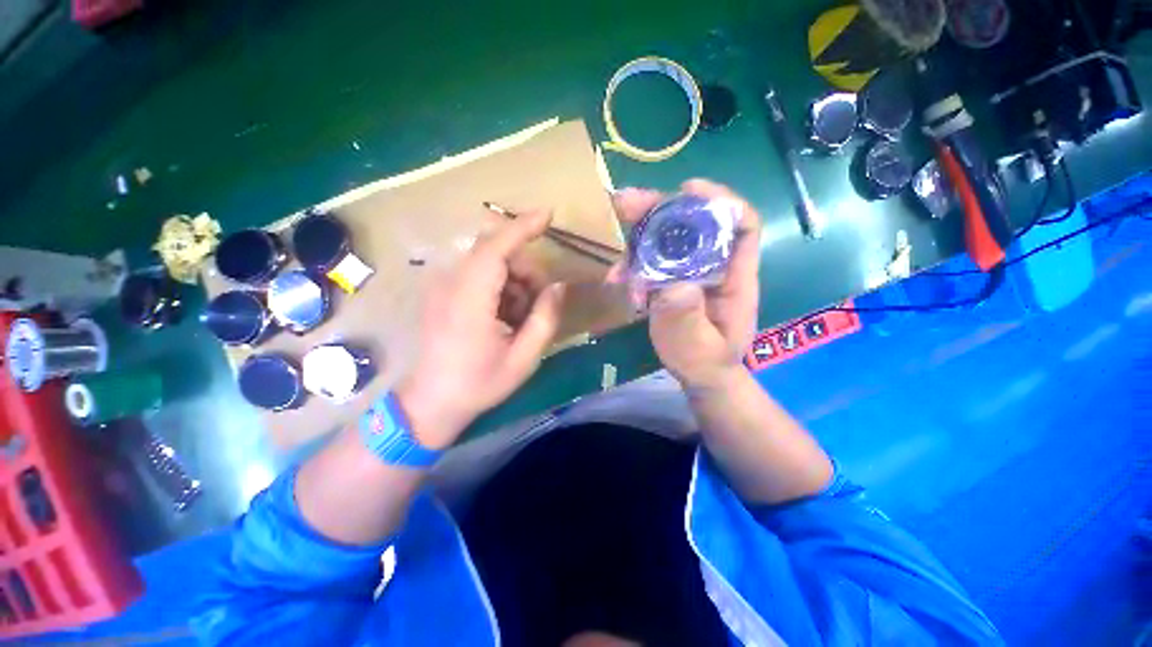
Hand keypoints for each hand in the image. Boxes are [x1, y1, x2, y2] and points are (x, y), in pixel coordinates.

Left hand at [396, 211, 565, 448]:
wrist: (431, 402)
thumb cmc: (478, 384)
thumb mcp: (523, 358)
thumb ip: (545, 319)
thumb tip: (558, 287)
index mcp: (470, 301)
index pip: (496, 248)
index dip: (523, 227)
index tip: (549, 215)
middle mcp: (451, 284)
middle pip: (495, 252)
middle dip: (525, 269)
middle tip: (539, 302)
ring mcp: (442, 287)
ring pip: (488, 262)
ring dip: (513, 280)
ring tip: (519, 317)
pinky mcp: (441, 292)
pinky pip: (478, 274)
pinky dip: (499, 287)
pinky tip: (503, 315)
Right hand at [613, 179, 761, 388]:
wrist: (700, 374)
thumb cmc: (706, 361)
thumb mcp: (699, 346)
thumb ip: (689, 318)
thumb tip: (675, 285)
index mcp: (734, 278)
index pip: (742, 227)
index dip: (721, 202)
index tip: (688, 190)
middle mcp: (713, 267)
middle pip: (693, 224)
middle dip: (661, 209)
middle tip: (627, 203)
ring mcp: (688, 272)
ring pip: (666, 240)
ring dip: (638, 236)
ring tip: (615, 247)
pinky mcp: (669, 280)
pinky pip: (649, 262)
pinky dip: (631, 264)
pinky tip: (616, 278)